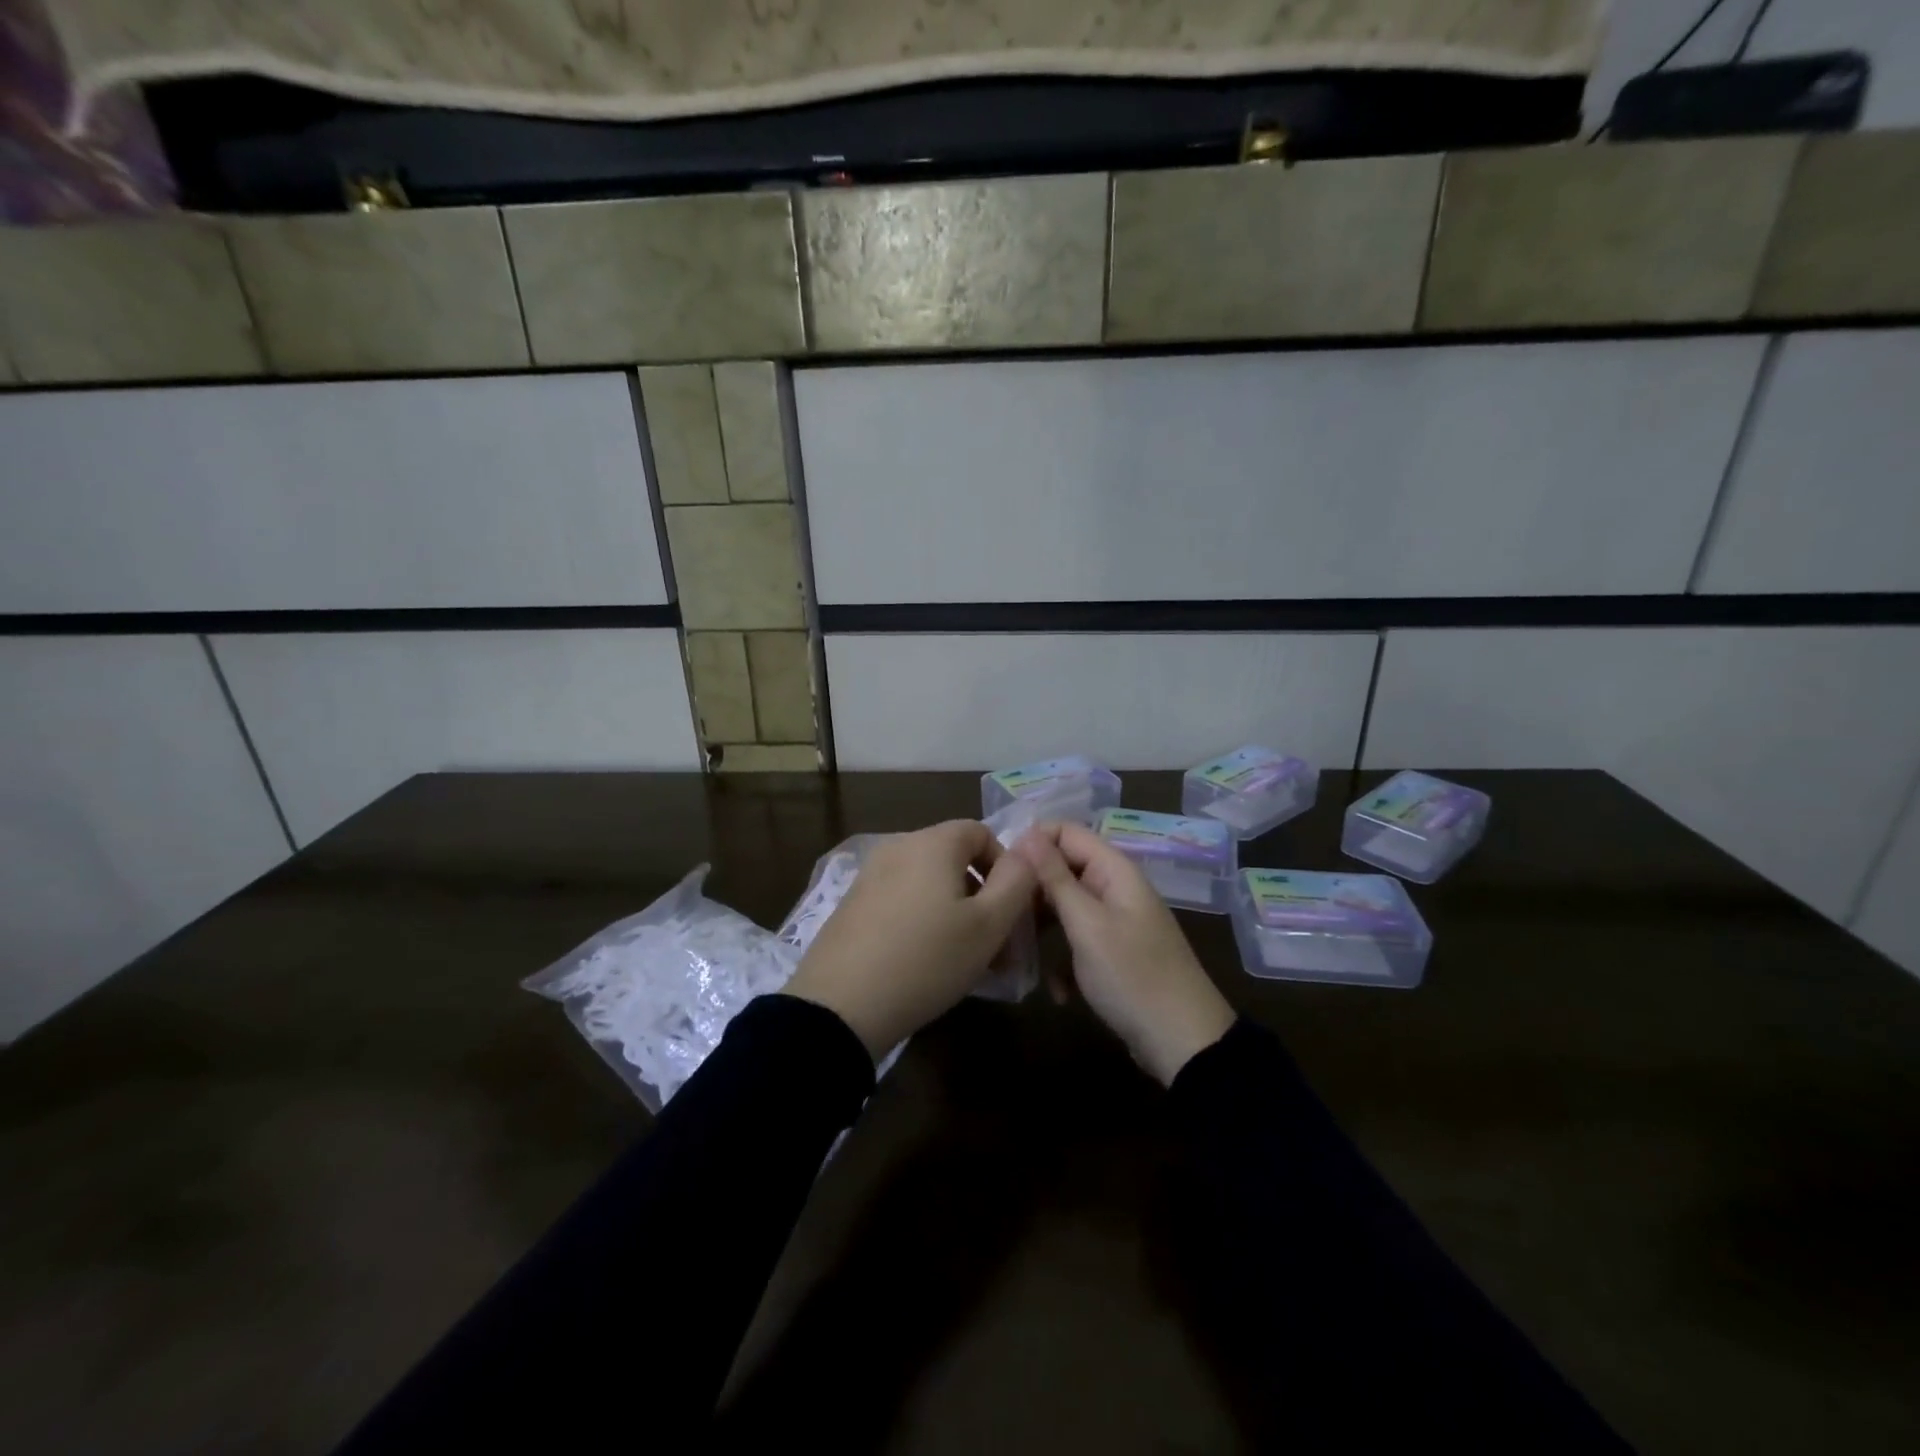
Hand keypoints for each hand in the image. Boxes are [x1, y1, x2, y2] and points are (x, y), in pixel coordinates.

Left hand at [786, 820, 1036, 1060]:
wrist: (840, 1006)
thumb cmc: (927, 960)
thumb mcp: (988, 926)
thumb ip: (1017, 882)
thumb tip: (1027, 853)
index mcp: (932, 842)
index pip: (981, 832)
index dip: (1006, 866)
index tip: (1012, 910)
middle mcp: (898, 847)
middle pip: (954, 858)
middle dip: (982, 895)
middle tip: (996, 944)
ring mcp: (869, 875)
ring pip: (928, 883)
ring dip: (955, 912)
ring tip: (965, 960)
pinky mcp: (852, 905)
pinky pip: (901, 900)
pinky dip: (923, 920)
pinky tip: (925, 963)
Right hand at [1014, 821, 1234, 1085]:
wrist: (1184, 1042)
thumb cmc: (1132, 975)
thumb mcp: (1087, 925)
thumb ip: (1056, 878)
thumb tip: (1029, 832)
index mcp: (1114, 870)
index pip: (1066, 832)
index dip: (1032, 843)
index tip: (1003, 872)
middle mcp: (1114, 887)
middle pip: (1062, 869)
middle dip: (1032, 891)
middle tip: (1003, 917)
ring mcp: (1114, 921)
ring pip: (1065, 908)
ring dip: (1041, 929)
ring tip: (1016, 952)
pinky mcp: (1112, 953)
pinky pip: (1076, 941)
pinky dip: (1062, 962)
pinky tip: (1058, 992)